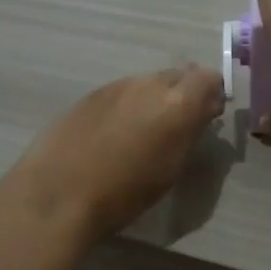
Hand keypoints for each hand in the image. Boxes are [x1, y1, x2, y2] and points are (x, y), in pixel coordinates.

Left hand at [0, 65, 225, 246]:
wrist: (59, 194)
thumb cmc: (124, 193)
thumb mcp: (171, 169)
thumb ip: (191, 132)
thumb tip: (203, 111)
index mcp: (177, 102)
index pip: (209, 77)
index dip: (212, 94)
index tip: (207, 116)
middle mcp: (149, 84)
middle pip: (178, 75)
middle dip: (184, 94)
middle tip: (177, 125)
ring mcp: (117, 86)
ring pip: (147, 82)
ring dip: (154, 99)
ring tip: (143, 131)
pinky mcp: (90, 94)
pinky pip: (121, 92)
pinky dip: (127, 105)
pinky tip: (113, 132)